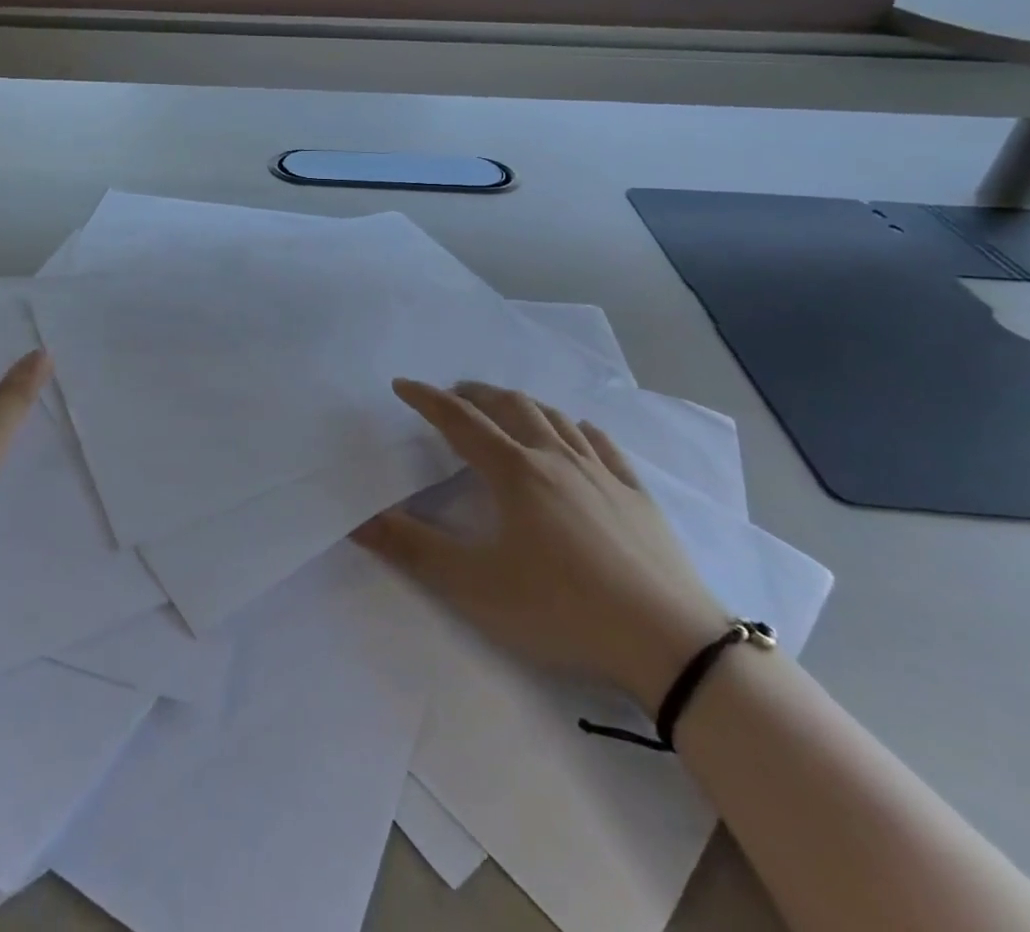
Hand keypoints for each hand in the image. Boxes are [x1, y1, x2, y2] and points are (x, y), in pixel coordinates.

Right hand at [355, 379, 727, 707]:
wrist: (672, 645)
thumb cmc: (562, 610)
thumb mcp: (474, 587)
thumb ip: (411, 550)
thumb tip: (357, 519)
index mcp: (515, 472)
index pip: (459, 421)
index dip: (427, 399)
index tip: (402, 384)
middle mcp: (556, 458)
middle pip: (508, 406)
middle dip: (473, 394)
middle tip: (451, 396)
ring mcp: (601, 473)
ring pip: (553, 417)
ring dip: (519, 404)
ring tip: (502, 409)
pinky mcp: (636, 495)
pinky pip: (601, 443)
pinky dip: (575, 427)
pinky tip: (575, 433)